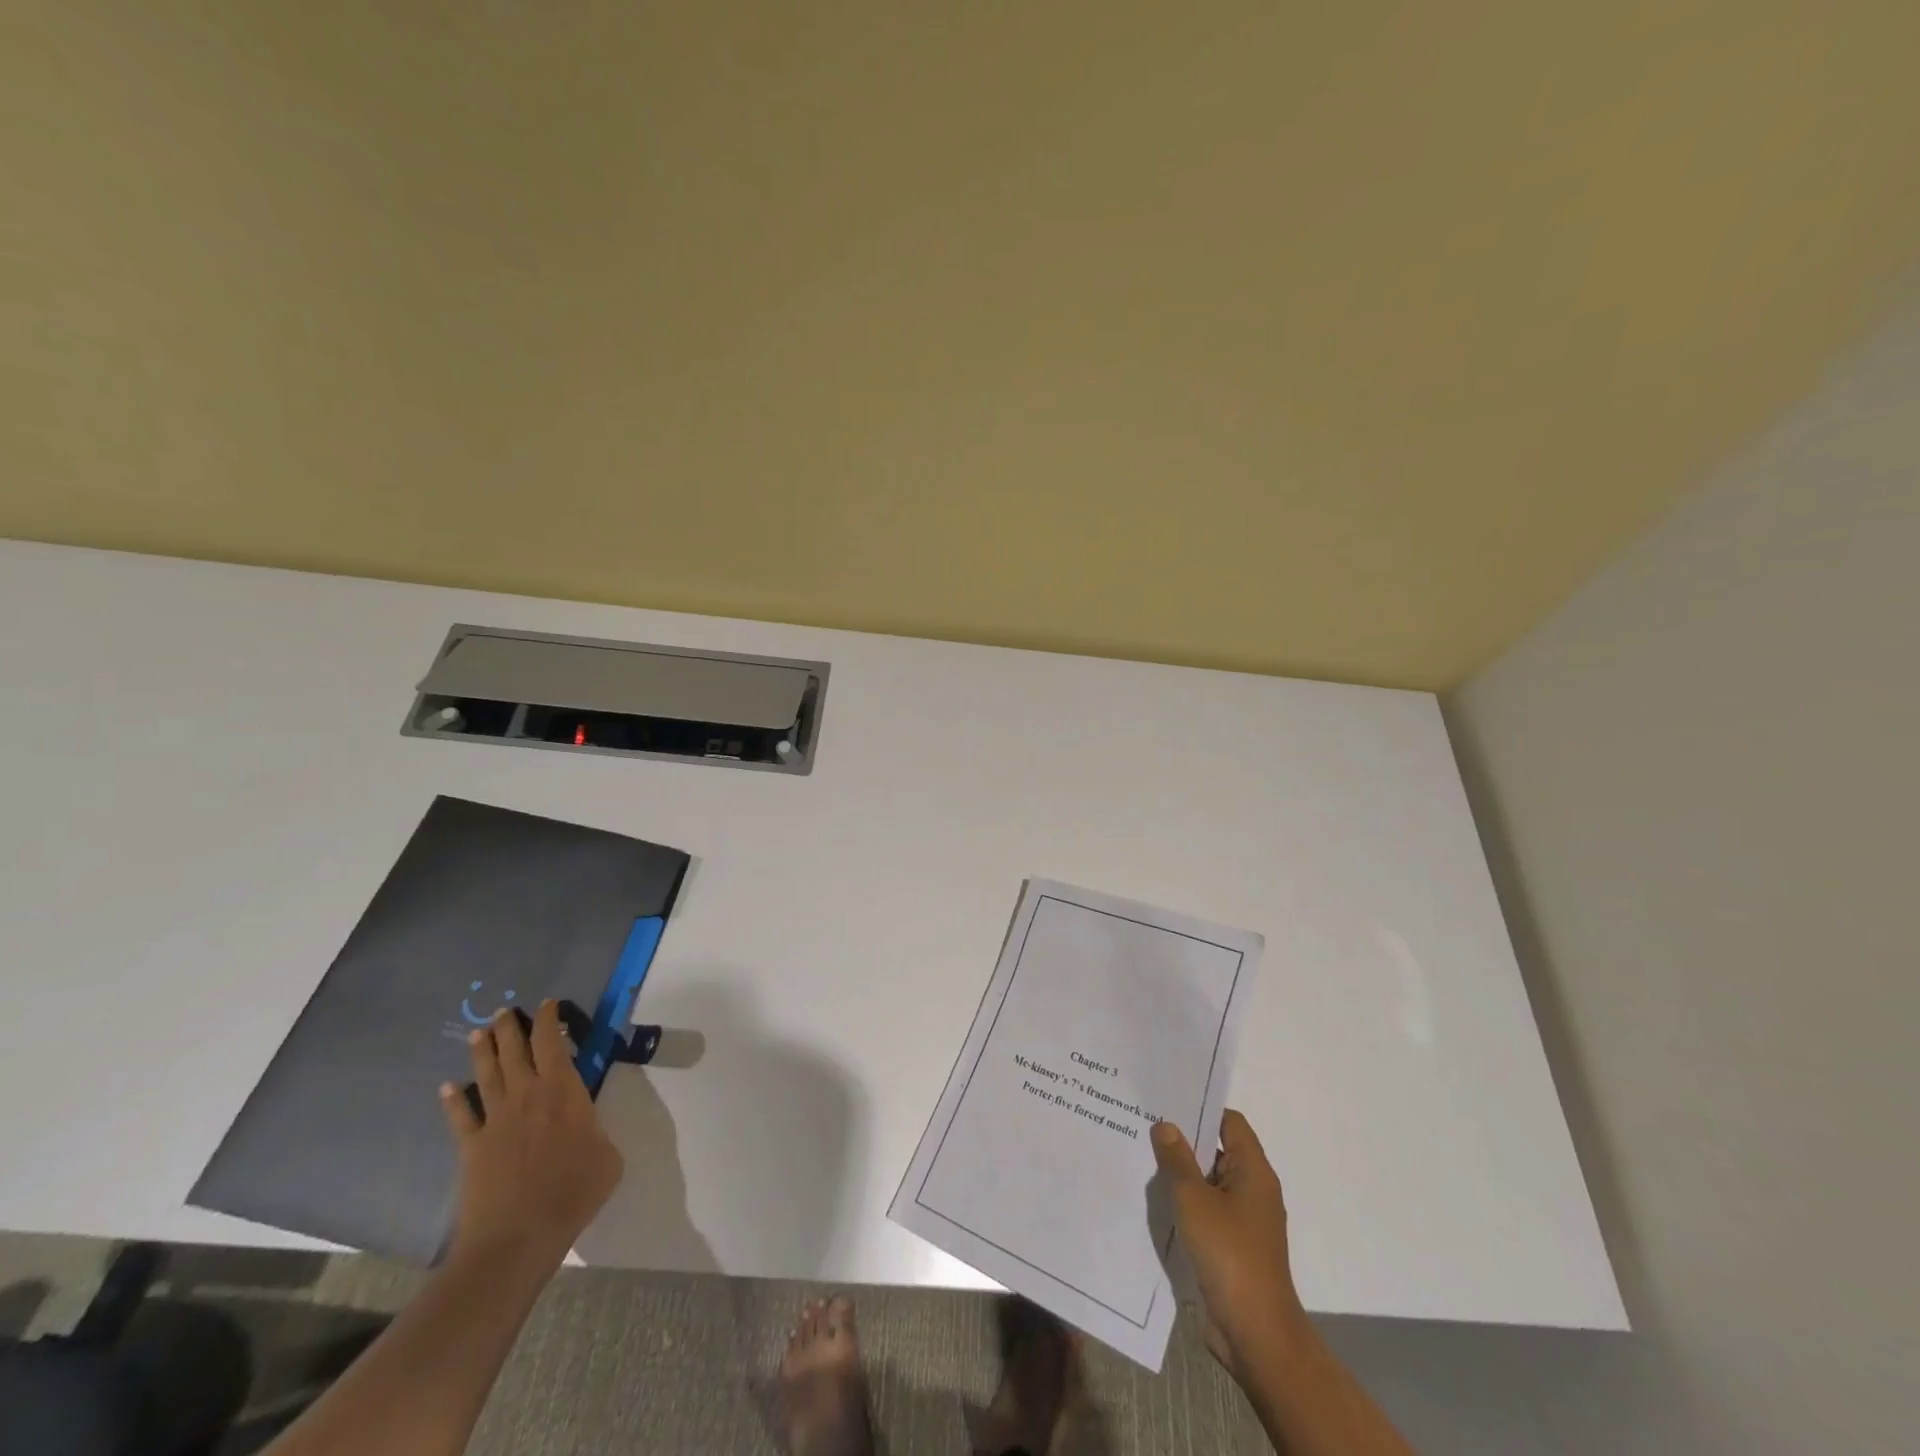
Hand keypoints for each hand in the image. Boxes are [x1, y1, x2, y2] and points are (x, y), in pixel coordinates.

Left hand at [439, 999, 623, 1266]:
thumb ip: (597, 1132)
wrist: (518, 1236)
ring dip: (482, 1052)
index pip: (553, 1043)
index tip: (547, 1005)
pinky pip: (461, 1116)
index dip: (549, 1020)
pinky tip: (447, 1088)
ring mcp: (495, 1120)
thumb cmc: (573, 1192)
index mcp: (563, 1091)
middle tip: (504, 1011)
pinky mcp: (471, 1147)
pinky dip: (454, 1100)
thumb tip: (588, 1129)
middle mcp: (527, 1095)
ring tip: (478, 1033)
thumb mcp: (608, 1157)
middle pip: (515, 1051)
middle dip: (510, 1028)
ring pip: (488, 1074)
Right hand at [1151, 1110, 1303, 1379]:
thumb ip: (1177, 1159)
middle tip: (1144, 1124)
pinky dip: (1185, 1203)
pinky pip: (1206, 1210)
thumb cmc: (1229, 1254)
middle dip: (1184, 1140)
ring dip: (1181, 1174)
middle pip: (1218, 1150)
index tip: (1167, 1100)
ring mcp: (1244, 1220)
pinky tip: (1155, 1201)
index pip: (1230, 1122)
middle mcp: (1253, 1190)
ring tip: (1142, 1157)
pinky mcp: (1232, 1246)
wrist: (1255, 1333)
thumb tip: (1165, 1125)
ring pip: (1209, 1182)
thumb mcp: (1194, 1199)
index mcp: (1253, 1171)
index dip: (1201, 1108)